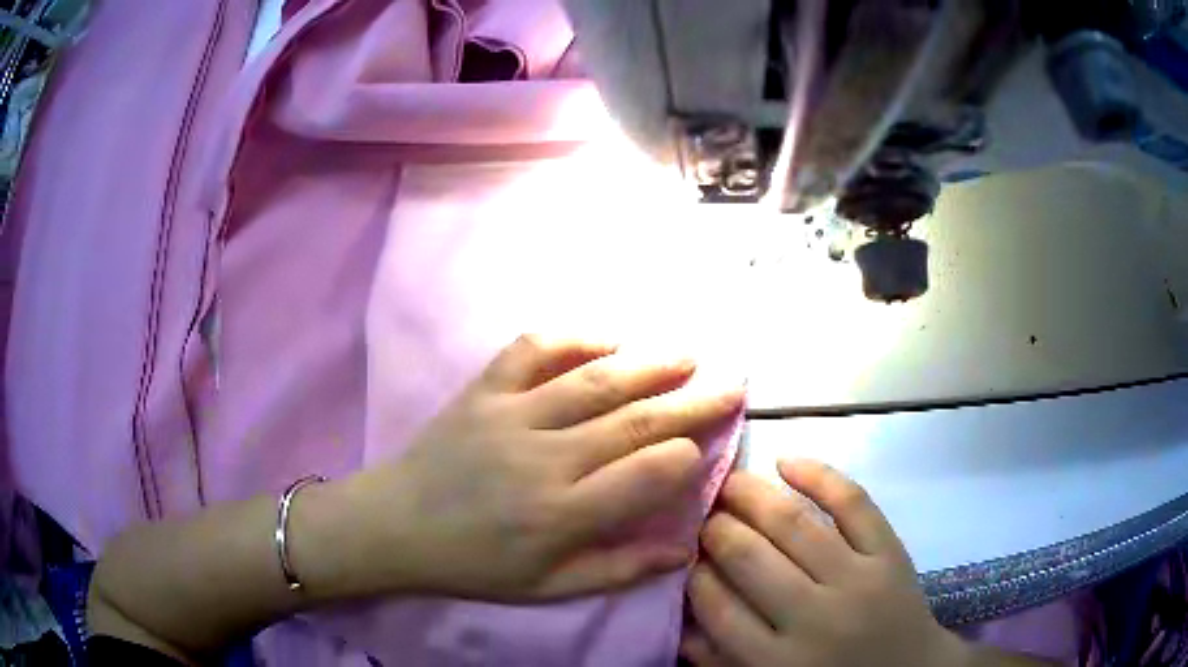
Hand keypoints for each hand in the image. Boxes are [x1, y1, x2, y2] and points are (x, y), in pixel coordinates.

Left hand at [315, 335, 743, 602]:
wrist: (397, 525)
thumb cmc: (476, 565)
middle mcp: (543, 459)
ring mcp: (510, 416)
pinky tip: (608, 339)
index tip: (707, 445)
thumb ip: (619, 570)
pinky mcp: (482, 390)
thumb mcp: (548, 589)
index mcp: (561, 515)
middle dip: (692, 400)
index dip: (687, 455)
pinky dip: (574, 339)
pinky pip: (532, 351)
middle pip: (633, 421)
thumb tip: (684, 548)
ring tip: (689, 354)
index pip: (646, 474)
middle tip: (732, 382)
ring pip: (594, 381)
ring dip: (648, 364)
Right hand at [682, 460, 963, 666]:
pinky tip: (786, 461)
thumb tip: (679, 621)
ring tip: (729, 482)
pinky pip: (853, 503)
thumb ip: (722, 661)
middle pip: (750, 558)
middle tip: (701, 512)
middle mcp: (814, 618)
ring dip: (752, 495)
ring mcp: (857, 580)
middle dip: (715, 527)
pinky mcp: (890, 552)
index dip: (694, 572)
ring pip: (794, 524)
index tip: (685, 553)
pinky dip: (818, 475)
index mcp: (777, 662)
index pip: (718, 606)